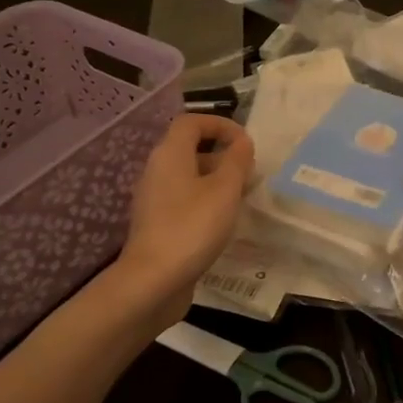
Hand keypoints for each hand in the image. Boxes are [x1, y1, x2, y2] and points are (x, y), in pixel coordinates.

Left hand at [115, 115, 253, 311]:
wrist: (153, 281)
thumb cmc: (192, 227)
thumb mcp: (224, 190)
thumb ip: (236, 161)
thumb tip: (242, 142)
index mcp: (169, 154)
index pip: (191, 122)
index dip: (220, 124)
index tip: (246, 142)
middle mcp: (157, 170)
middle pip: (189, 147)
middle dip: (221, 152)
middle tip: (249, 170)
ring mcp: (154, 198)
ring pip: (188, 175)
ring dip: (216, 178)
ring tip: (242, 195)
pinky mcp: (157, 223)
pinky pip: (184, 198)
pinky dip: (205, 200)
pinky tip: (223, 220)